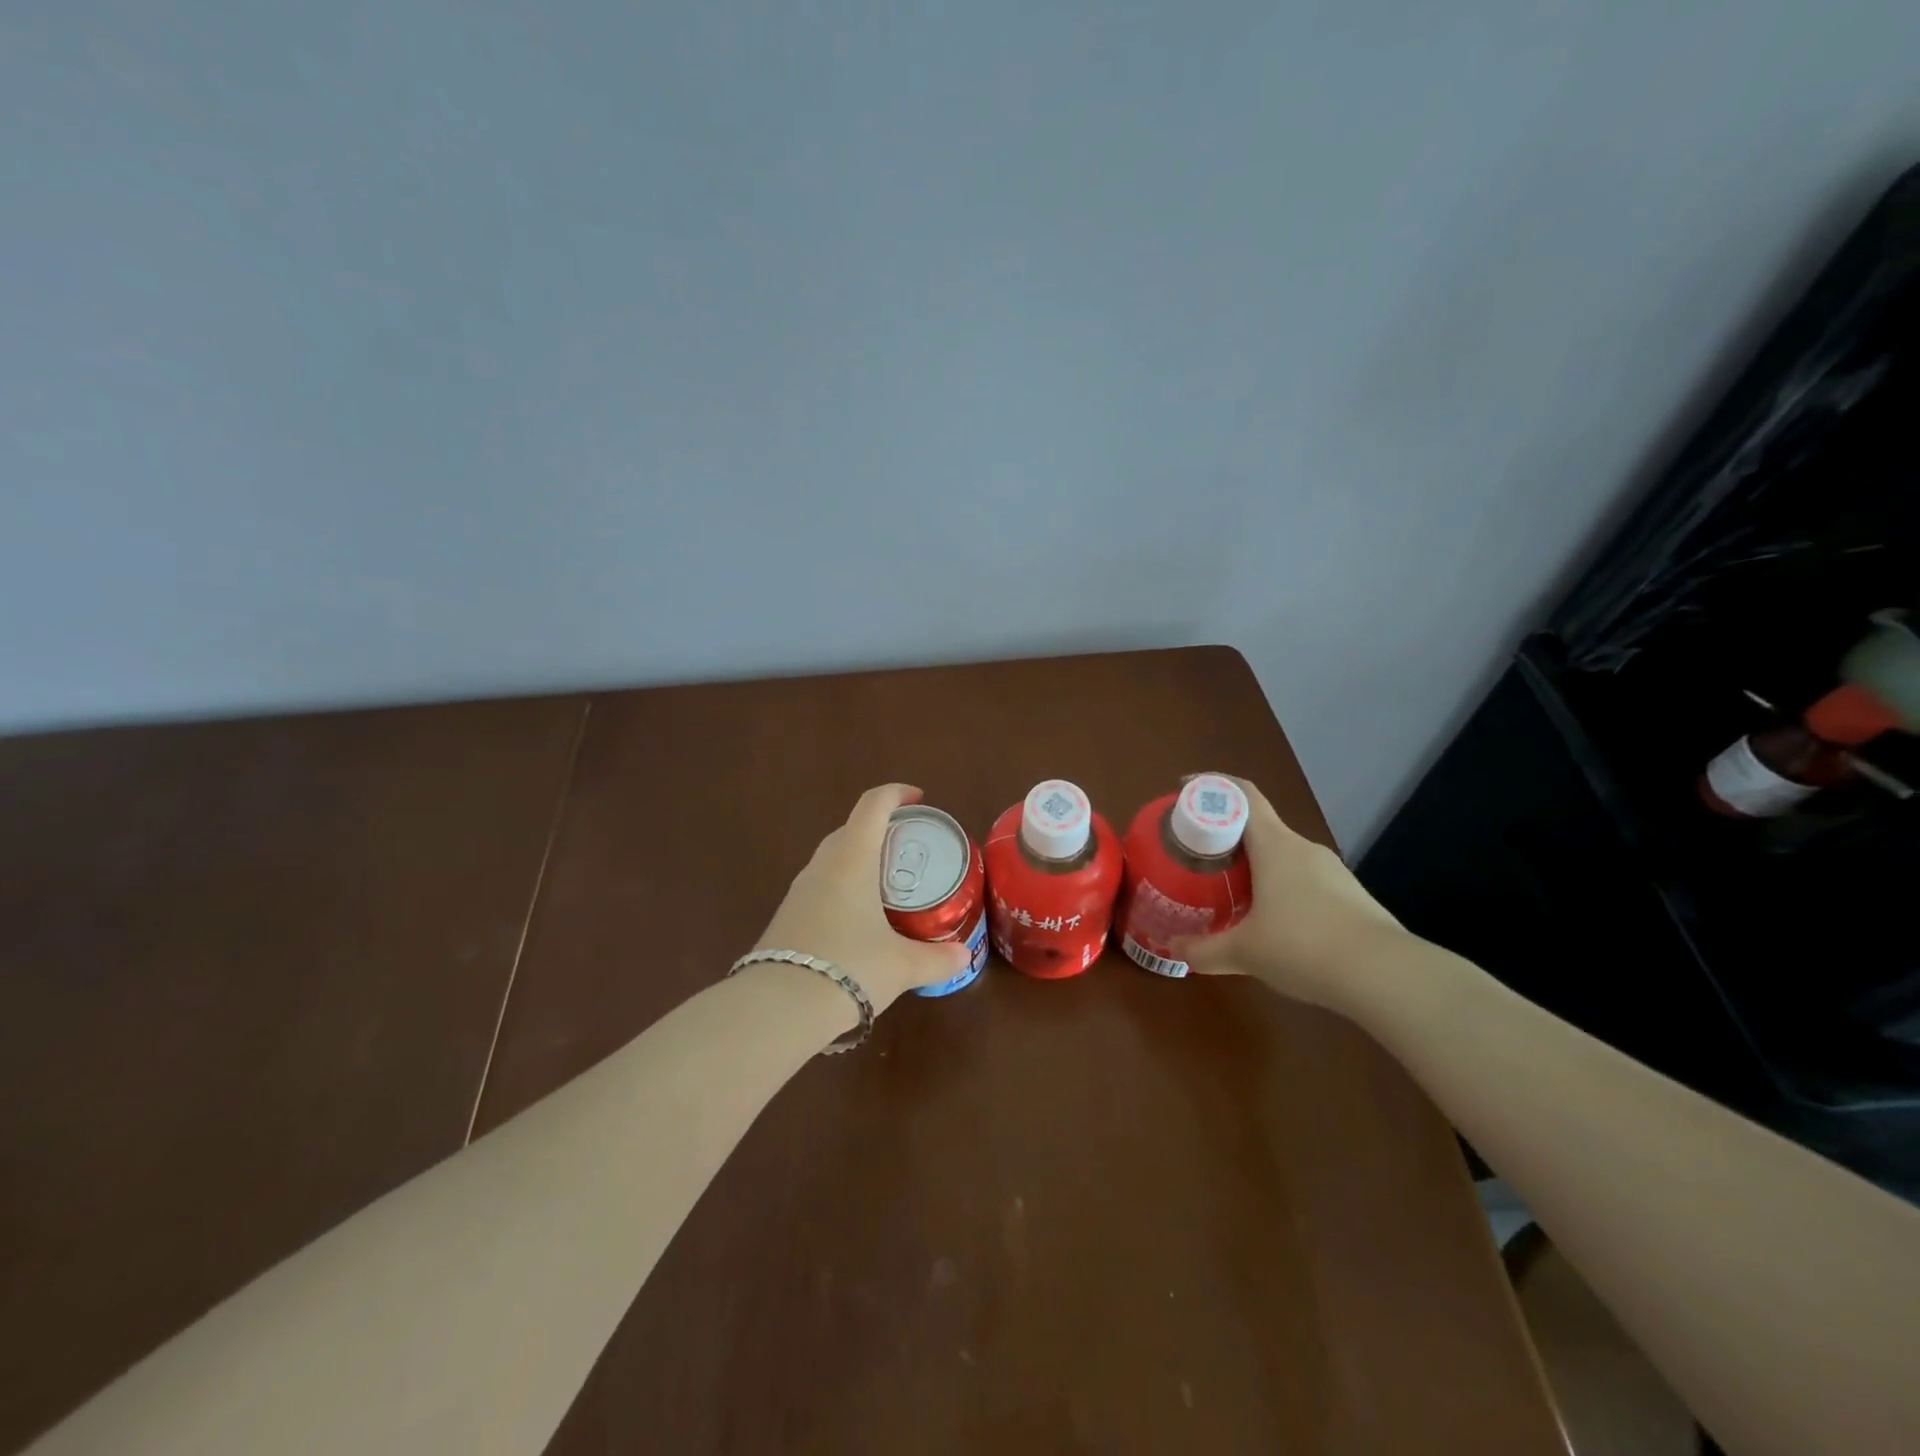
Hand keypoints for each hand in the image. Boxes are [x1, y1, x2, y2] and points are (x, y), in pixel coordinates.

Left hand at [752, 784, 972, 1013]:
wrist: (778, 1007)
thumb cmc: (849, 968)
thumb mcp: (902, 966)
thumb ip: (936, 959)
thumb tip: (963, 957)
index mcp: (852, 858)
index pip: (873, 805)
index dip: (897, 793)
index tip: (919, 798)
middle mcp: (823, 865)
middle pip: (851, 828)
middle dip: (881, 829)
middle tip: (910, 848)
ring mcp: (799, 890)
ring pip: (833, 858)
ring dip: (859, 859)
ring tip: (888, 883)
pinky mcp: (787, 915)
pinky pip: (821, 885)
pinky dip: (843, 887)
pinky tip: (859, 920)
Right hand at [1176, 779, 1403, 1006]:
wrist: (1387, 977)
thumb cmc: (1304, 947)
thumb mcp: (1244, 952)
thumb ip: (1204, 950)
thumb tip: (1174, 951)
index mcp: (1276, 846)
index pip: (1243, 795)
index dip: (1212, 785)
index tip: (1184, 790)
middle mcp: (1304, 849)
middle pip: (1258, 827)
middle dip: (1224, 836)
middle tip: (1196, 855)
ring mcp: (1332, 873)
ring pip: (1282, 857)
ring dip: (1253, 866)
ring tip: (1228, 891)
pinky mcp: (1350, 898)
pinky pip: (1303, 882)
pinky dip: (1279, 890)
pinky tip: (1270, 923)